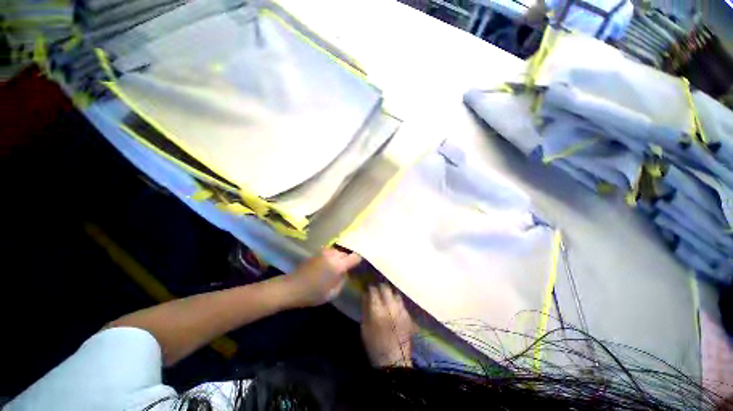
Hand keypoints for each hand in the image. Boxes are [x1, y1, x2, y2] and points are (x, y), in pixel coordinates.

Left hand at [284, 248, 361, 307]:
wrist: (291, 287)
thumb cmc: (313, 294)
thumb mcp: (332, 293)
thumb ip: (343, 280)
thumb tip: (346, 272)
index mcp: (338, 265)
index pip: (355, 257)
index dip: (359, 260)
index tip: (361, 264)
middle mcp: (332, 255)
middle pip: (346, 253)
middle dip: (348, 260)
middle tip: (348, 269)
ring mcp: (324, 252)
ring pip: (338, 252)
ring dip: (340, 258)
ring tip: (337, 267)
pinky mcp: (317, 253)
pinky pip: (330, 252)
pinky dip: (332, 257)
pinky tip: (328, 266)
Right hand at [361, 284, 414, 367]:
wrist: (394, 361)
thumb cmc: (374, 345)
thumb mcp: (364, 327)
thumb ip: (365, 308)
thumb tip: (365, 294)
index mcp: (377, 311)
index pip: (374, 291)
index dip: (370, 288)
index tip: (368, 288)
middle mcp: (391, 307)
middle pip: (386, 288)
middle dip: (380, 287)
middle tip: (377, 290)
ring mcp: (401, 311)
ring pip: (395, 293)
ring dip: (390, 293)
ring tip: (386, 297)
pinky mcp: (408, 316)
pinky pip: (402, 303)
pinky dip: (396, 301)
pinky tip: (393, 307)